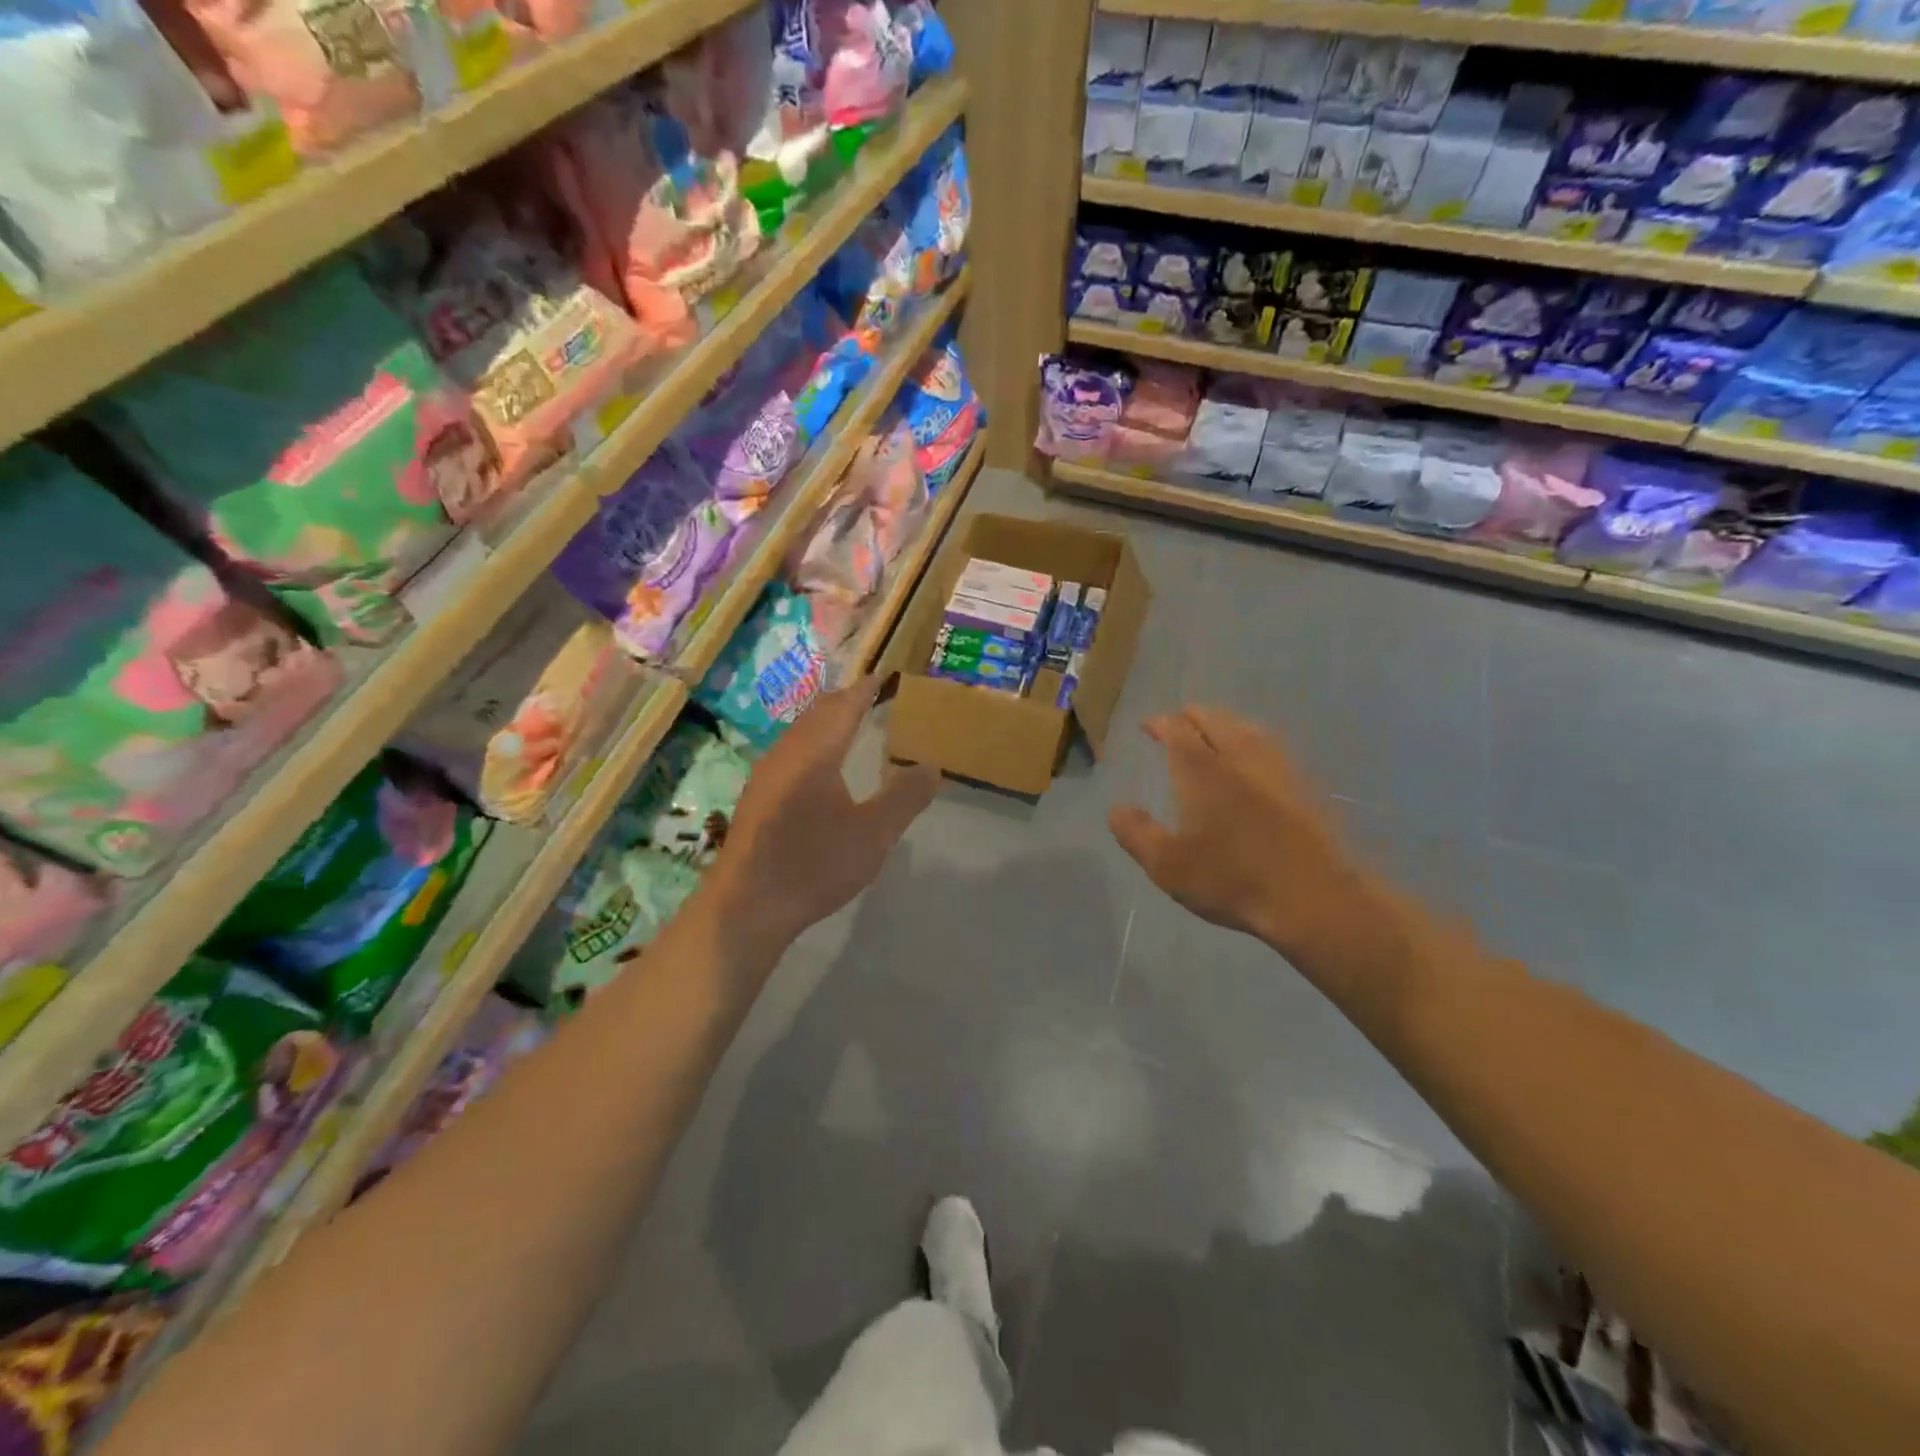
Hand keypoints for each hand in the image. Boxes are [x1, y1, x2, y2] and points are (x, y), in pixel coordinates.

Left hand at [709, 676, 939, 958]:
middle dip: (845, 701)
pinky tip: (818, 768)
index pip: (844, 706)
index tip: (883, 677)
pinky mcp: (757, 797)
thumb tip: (930, 766)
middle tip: (871, 697)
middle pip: (818, 713)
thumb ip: (904, 797)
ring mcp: (766, 775)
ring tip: (849, 726)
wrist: (747, 906)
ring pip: (800, 732)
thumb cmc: (814, 864)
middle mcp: (786, 753)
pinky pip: (790, 752)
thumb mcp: (874, 835)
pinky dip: (812, 743)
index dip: (865, 690)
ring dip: (825, 722)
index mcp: (816, 752)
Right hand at [1109, 707, 1378, 962]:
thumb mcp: (1167, 865)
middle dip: (1191, 715)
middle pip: (1214, 720)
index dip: (1160, 723)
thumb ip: (1136, 833)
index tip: (1147, 725)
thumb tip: (1116, 808)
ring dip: (1225, 723)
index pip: (1177, 730)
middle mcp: (1239, 758)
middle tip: (1177, 721)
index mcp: (1202, 770)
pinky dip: (1252, 740)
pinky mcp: (1304, 786)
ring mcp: (1277, 769)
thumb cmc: (1232, 880)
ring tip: (1215, 730)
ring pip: (1247, 728)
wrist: (1314, 898)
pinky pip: (1271, 747)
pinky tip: (1254, 758)